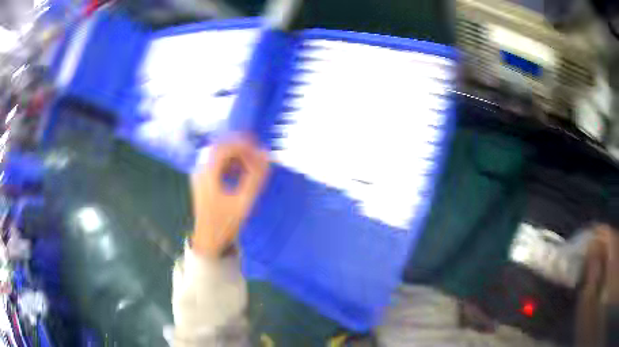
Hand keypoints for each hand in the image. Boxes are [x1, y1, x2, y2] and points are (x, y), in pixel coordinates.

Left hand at [190, 135, 269, 258]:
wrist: (208, 241)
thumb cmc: (224, 224)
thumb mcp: (242, 202)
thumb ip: (255, 178)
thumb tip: (267, 157)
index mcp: (207, 173)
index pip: (225, 148)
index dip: (244, 146)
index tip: (260, 152)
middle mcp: (201, 170)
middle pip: (221, 148)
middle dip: (241, 149)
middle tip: (259, 154)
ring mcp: (201, 176)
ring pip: (220, 156)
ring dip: (237, 157)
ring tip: (253, 164)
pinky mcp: (204, 182)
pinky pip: (218, 165)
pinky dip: (232, 165)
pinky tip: (242, 173)